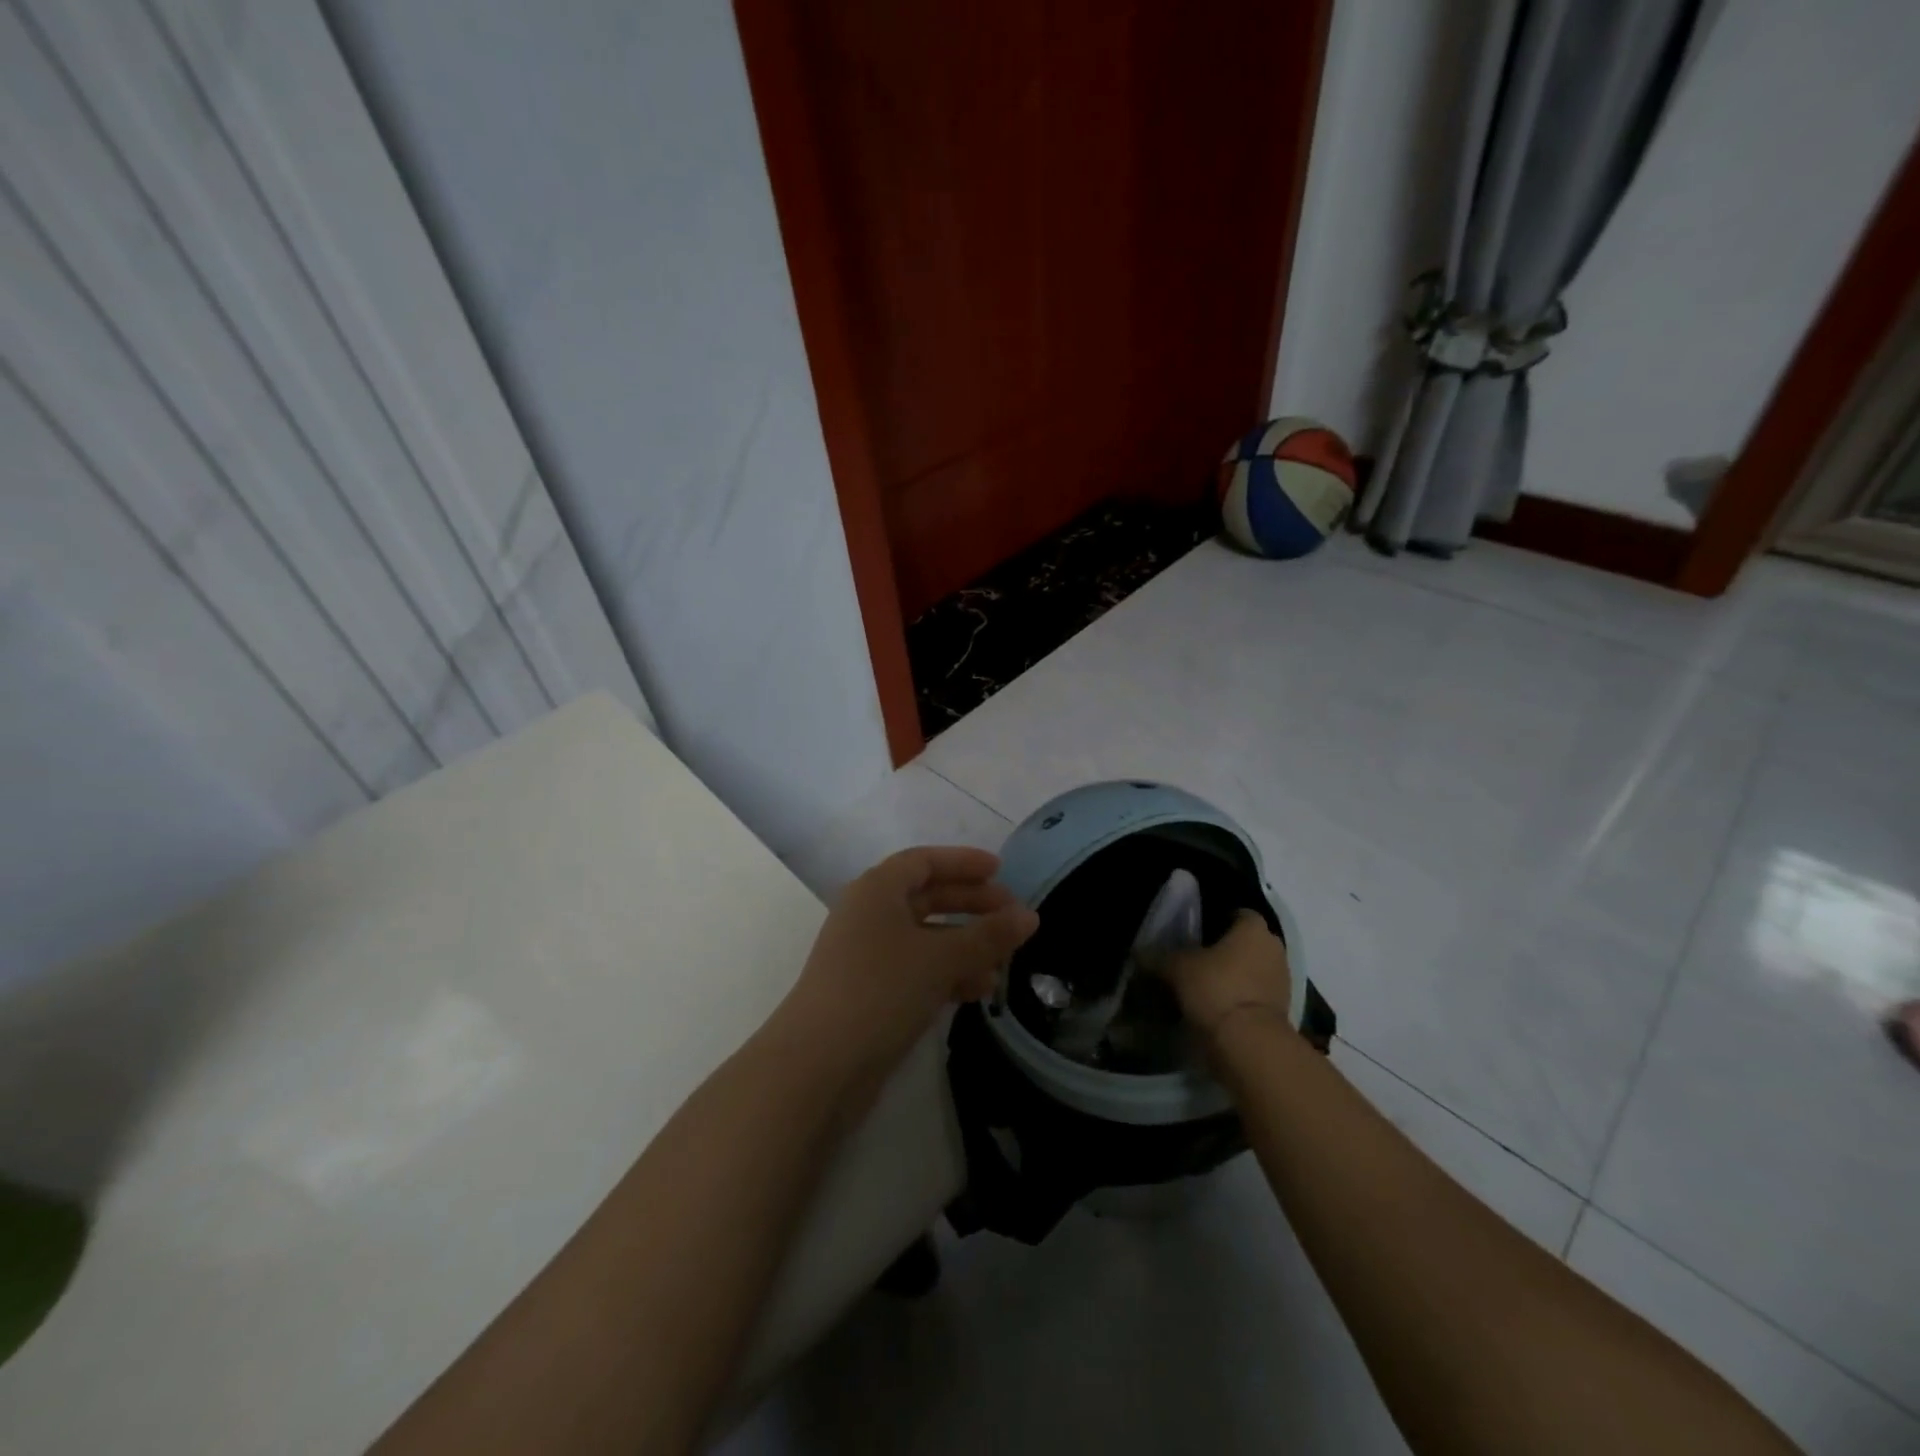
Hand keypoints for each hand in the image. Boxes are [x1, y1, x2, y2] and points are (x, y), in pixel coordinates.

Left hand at [781, 846, 1039, 1076]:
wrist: (818, 1065)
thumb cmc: (881, 990)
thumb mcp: (941, 958)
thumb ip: (988, 936)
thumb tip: (1029, 915)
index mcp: (877, 890)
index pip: (924, 861)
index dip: (963, 863)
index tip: (1000, 870)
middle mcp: (869, 915)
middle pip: (926, 897)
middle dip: (970, 904)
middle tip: (1012, 915)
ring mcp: (867, 956)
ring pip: (925, 938)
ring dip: (965, 945)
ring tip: (1004, 962)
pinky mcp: (870, 993)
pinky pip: (917, 970)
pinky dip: (947, 973)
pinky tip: (978, 990)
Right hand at [1162, 908, 1292, 1040]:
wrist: (1249, 1043)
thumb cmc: (1216, 988)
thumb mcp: (1177, 968)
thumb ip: (1158, 957)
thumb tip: (1138, 953)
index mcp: (1253, 928)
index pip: (1238, 913)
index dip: (1217, 920)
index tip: (1196, 933)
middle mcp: (1274, 948)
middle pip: (1247, 942)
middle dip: (1226, 949)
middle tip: (1197, 959)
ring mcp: (1283, 980)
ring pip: (1253, 969)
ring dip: (1235, 976)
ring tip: (1205, 986)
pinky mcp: (1283, 1010)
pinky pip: (1257, 994)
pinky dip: (1241, 998)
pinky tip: (1218, 1007)